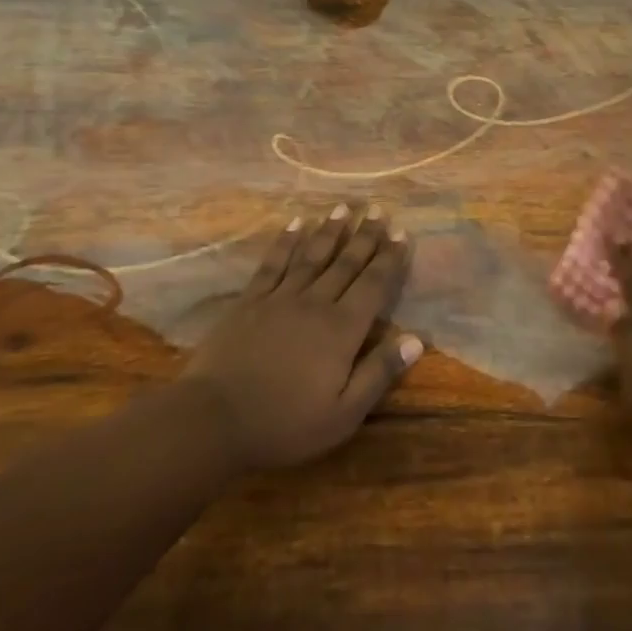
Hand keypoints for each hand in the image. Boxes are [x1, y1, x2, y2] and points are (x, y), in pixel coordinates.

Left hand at [181, 204, 422, 471]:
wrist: (214, 419)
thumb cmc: (285, 423)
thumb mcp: (343, 414)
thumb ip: (379, 373)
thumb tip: (416, 340)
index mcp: (342, 330)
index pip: (374, 285)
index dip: (389, 258)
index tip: (401, 232)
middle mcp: (315, 303)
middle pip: (346, 263)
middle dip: (366, 235)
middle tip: (379, 209)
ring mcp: (280, 298)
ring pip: (312, 255)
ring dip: (330, 230)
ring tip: (345, 207)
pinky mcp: (250, 301)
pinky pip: (273, 263)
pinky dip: (286, 241)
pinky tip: (295, 223)